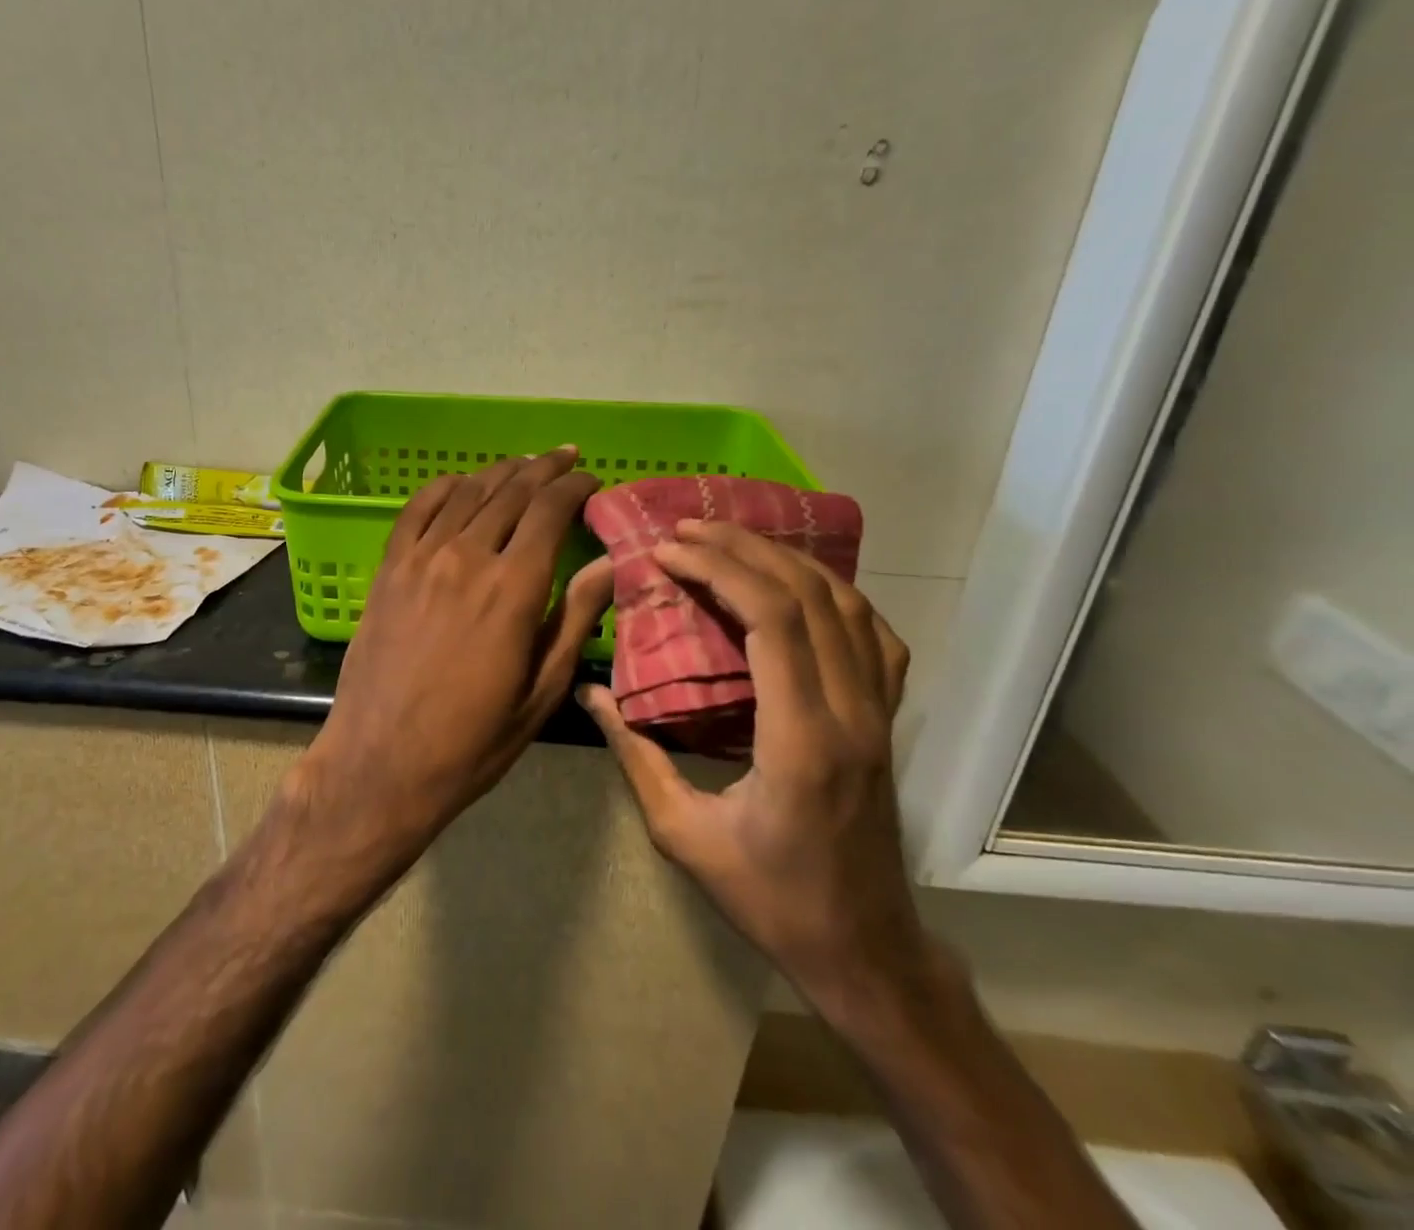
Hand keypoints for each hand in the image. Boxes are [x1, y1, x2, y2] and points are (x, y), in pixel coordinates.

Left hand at [293, 447, 612, 871]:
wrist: (381, 762)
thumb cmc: (472, 740)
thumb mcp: (541, 691)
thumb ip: (576, 617)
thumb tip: (608, 561)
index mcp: (513, 588)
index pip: (550, 510)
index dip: (574, 487)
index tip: (591, 480)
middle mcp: (467, 557)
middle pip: (511, 492)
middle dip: (544, 469)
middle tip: (565, 458)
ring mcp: (420, 559)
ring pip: (466, 493)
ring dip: (499, 472)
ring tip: (523, 465)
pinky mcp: (388, 569)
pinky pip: (416, 510)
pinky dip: (442, 487)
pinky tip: (460, 482)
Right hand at [579, 520, 934, 1022]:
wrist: (862, 948)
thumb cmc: (769, 897)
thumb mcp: (684, 834)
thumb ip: (636, 756)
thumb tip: (590, 695)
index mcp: (801, 740)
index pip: (771, 621)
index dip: (719, 570)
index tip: (667, 551)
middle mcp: (850, 712)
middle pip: (809, 598)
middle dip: (744, 549)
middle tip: (688, 530)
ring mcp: (879, 713)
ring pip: (848, 606)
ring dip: (788, 561)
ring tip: (733, 540)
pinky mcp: (887, 719)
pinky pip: (875, 636)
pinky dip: (835, 595)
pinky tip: (800, 586)